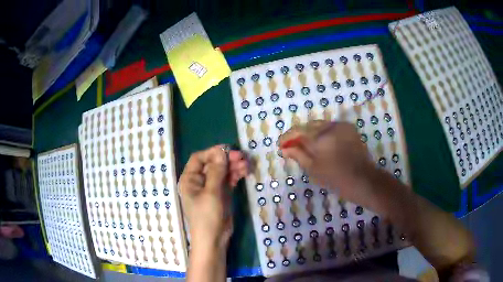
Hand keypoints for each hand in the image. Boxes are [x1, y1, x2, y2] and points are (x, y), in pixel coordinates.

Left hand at [179, 145, 247, 249]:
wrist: (213, 240)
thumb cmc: (207, 216)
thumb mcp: (211, 193)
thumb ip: (216, 171)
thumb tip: (221, 150)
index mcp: (189, 179)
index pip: (199, 158)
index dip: (212, 152)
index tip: (228, 150)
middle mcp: (198, 181)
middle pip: (212, 164)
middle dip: (226, 160)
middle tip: (242, 157)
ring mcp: (210, 188)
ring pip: (222, 171)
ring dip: (233, 167)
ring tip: (247, 165)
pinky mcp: (220, 194)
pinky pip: (227, 180)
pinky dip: (235, 175)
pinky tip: (245, 172)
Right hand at [279, 120, 377, 208]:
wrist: (363, 179)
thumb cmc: (336, 178)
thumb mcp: (313, 169)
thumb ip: (298, 155)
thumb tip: (284, 149)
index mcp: (320, 137)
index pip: (298, 131)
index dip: (287, 137)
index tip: (281, 145)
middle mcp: (330, 126)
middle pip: (309, 126)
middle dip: (299, 135)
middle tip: (293, 147)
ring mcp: (341, 126)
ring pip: (320, 125)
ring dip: (311, 134)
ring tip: (307, 146)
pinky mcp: (349, 128)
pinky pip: (331, 127)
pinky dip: (323, 133)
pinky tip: (322, 144)